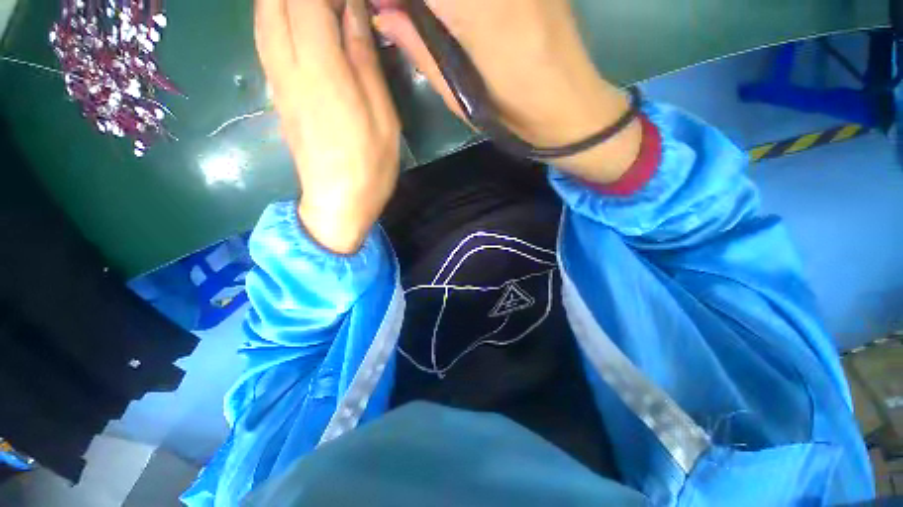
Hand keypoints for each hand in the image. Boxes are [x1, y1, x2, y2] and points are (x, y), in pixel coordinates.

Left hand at [256, 0, 400, 253]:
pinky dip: (277, 17)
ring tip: (318, 10)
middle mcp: (287, 65)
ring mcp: (276, 79)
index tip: (352, 0)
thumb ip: (365, 60)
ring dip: (284, 2)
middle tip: (335, 6)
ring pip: (263, 16)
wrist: (338, 201)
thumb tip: (352, 11)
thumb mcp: (383, 116)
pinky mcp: (275, 93)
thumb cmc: (370, 165)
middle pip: (275, 1)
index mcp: (321, 68)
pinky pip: (265, 38)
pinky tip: (299, 22)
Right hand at [372, 0, 642, 183]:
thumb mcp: (460, 98)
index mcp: (479, 13)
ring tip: (432, 19)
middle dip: (417, 0)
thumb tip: (385, 16)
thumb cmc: (512, 116)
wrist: (571, 108)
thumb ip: (421, 50)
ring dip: (443, 4)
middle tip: (402, 11)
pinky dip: (462, 2)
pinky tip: (460, 16)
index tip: (385, 7)